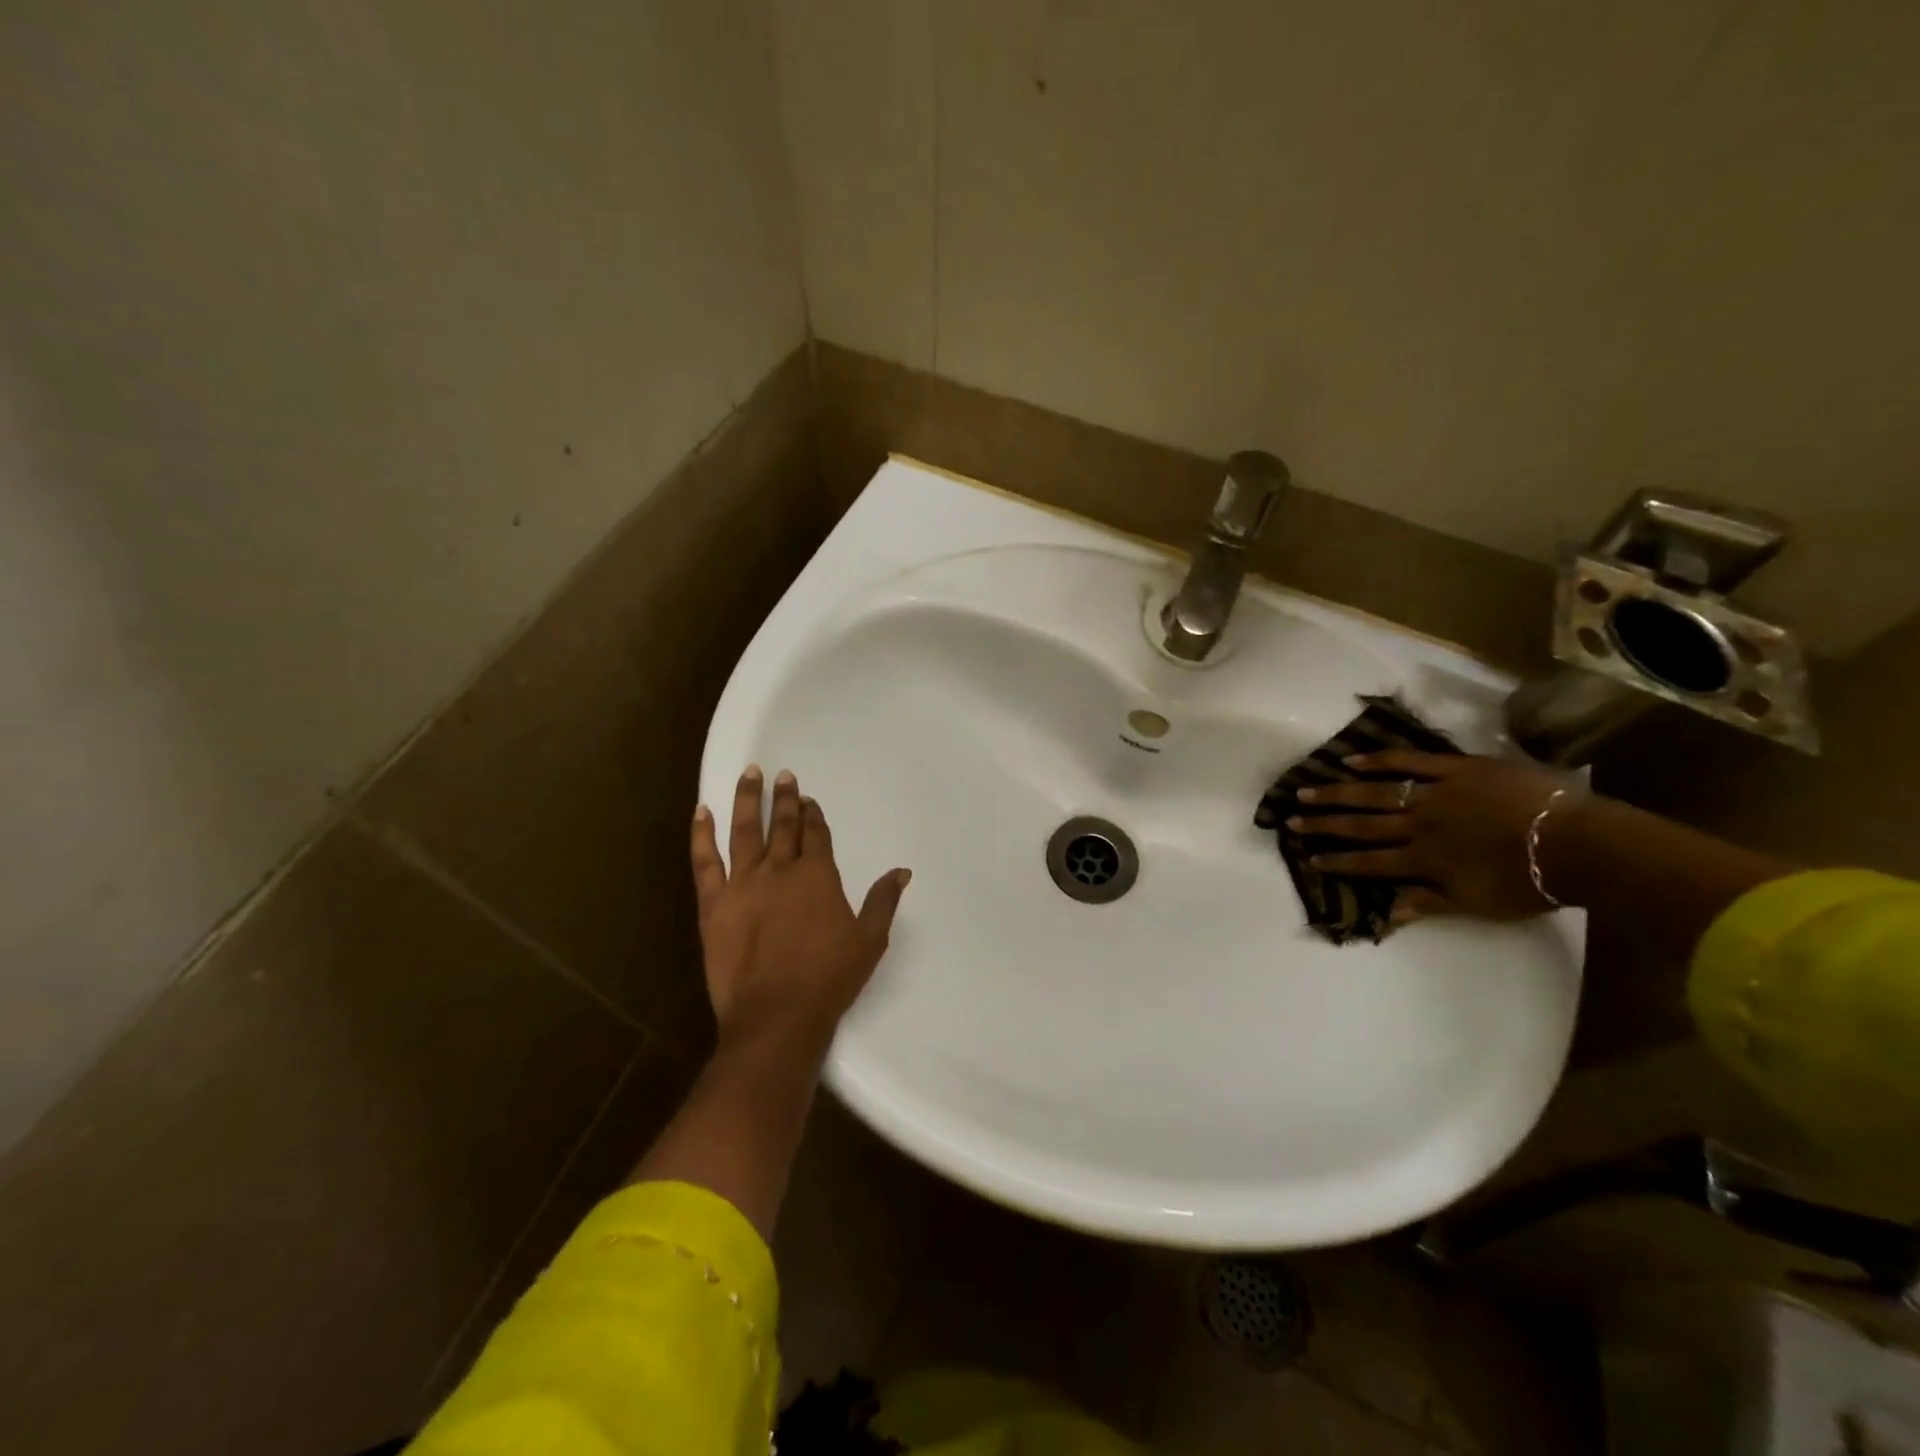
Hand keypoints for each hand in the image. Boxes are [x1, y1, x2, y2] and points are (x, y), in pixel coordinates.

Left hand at [691, 765, 910, 1053]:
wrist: (776, 1016)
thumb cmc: (829, 978)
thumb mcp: (869, 940)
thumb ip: (883, 901)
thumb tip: (902, 871)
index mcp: (817, 876)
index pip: (816, 834)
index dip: (813, 814)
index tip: (810, 799)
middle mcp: (779, 870)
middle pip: (783, 826)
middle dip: (786, 799)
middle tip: (784, 776)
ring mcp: (743, 884)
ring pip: (745, 832)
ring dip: (748, 800)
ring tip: (750, 774)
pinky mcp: (713, 904)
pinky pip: (705, 861)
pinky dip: (702, 834)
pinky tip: (702, 811)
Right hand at [1291, 751, 1575, 921]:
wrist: (1578, 844)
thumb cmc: (1531, 883)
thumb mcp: (1479, 904)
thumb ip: (1431, 902)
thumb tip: (1388, 910)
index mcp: (1424, 860)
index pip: (1370, 862)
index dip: (1338, 861)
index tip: (1310, 859)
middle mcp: (1419, 826)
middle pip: (1362, 824)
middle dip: (1324, 824)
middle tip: (1291, 819)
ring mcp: (1435, 794)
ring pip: (1376, 792)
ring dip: (1338, 792)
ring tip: (1307, 790)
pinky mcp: (1456, 769)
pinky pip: (1411, 761)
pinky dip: (1380, 760)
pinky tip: (1352, 760)